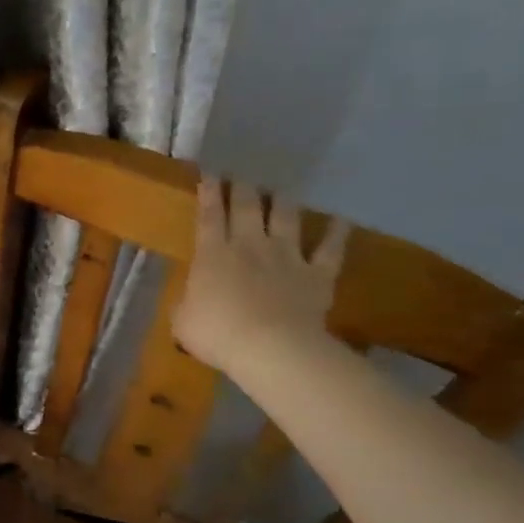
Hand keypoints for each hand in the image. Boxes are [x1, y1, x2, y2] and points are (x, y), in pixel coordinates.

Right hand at [172, 179, 347, 369]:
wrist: (272, 349)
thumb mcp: (182, 322)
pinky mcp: (317, 274)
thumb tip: (190, 301)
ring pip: (286, 218)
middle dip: (243, 188)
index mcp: (212, 254)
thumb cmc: (217, 334)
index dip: (209, 192)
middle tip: (241, 175)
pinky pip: (330, 249)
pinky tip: (341, 220)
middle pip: (247, 207)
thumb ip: (186, 304)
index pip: (209, 215)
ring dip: (283, 201)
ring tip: (281, 189)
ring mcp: (287, 257)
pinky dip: (337, 233)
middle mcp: (249, 245)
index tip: (209, 173)